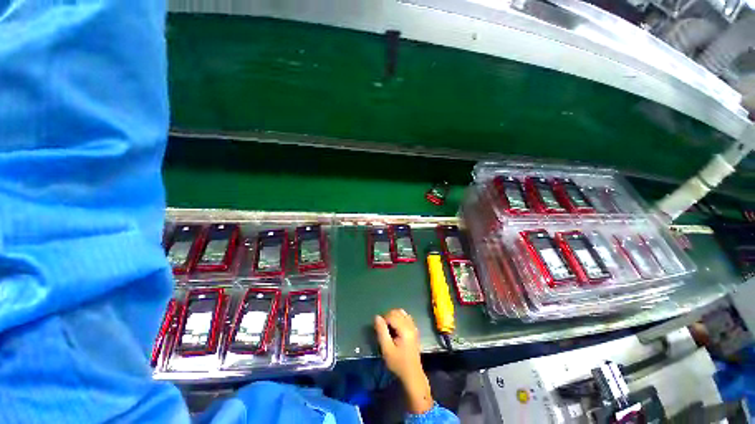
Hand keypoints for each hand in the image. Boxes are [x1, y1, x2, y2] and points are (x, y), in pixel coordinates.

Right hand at [374, 309, 432, 413]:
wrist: (412, 374)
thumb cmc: (398, 363)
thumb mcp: (387, 349)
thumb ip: (381, 331)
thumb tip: (377, 317)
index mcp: (405, 329)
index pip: (392, 315)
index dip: (383, 319)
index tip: (379, 329)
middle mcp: (411, 325)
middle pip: (397, 312)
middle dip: (388, 316)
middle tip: (383, 328)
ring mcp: (414, 327)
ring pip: (402, 313)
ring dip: (393, 316)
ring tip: (388, 327)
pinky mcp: (414, 330)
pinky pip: (406, 317)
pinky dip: (399, 318)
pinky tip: (396, 328)